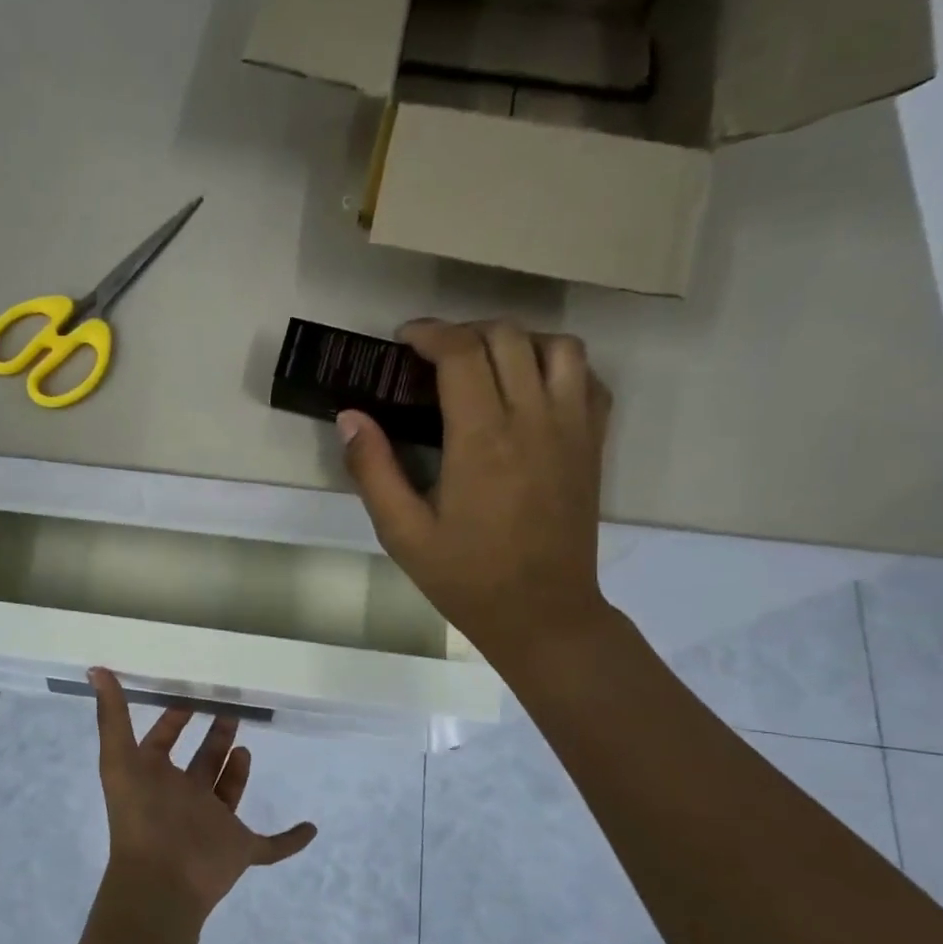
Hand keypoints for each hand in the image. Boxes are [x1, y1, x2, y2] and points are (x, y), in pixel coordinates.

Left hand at [91, 668, 316, 921]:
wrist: (161, 881)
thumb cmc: (141, 815)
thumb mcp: (119, 758)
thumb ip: (112, 714)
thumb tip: (96, 669)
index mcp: (156, 777)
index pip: (163, 741)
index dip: (173, 719)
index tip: (191, 694)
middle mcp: (185, 797)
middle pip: (203, 762)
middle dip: (215, 737)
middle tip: (232, 711)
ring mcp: (214, 824)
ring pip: (228, 793)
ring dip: (238, 773)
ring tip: (247, 748)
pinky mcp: (240, 849)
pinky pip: (272, 847)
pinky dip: (291, 840)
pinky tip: (311, 828)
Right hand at [338, 319, 614, 678]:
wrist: (542, 612)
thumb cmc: (466, 576)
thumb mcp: (402, 533)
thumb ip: (373, 470)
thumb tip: (349, 416)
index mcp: (483, 439)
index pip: (462, 353)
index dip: (430, 333)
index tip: (404, 340)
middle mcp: (534, 420)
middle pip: (508, 337)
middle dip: (465, 331)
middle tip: (434, 354)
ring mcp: (572, 428)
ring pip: (558, 346)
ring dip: (516, 340)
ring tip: (484, 363)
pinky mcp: (593, 443)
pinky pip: (587, 378)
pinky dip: (557, 364)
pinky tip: (529, 387)